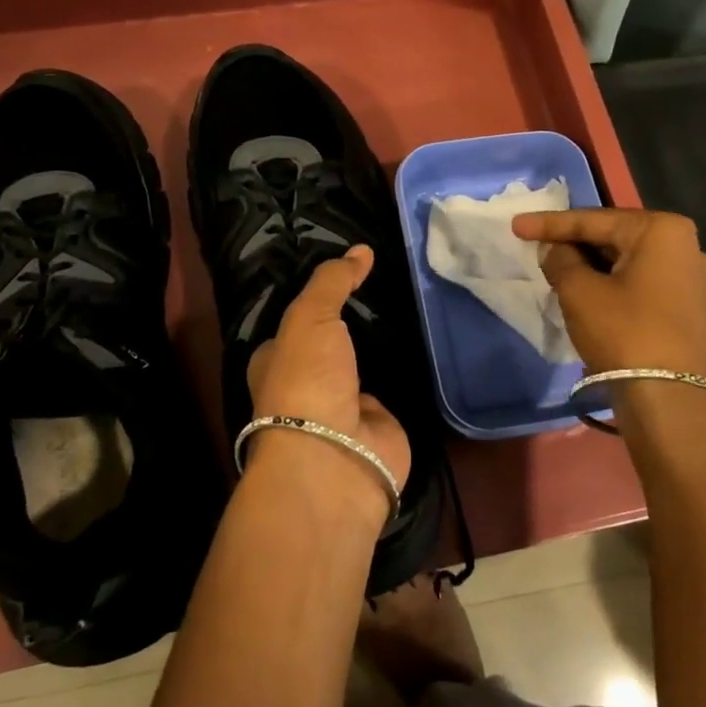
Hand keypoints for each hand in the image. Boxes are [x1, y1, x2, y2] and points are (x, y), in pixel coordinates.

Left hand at [245, 245, 412, 514]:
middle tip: (389, 284)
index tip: (346, 272)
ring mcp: (345, 406)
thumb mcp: (310, 317)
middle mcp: (309, 384)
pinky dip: (409, 369)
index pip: (295, 323)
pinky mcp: (381, 423)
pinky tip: (428, 341)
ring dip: (383, 345)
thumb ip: (332, 281)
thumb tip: (362, 249)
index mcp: (277, 361)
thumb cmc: (306, 381)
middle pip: (332, 344)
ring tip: (412, 304)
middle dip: (353, 322)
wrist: (336, 457)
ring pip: (365, 364)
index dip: (315, 299)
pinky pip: (396, 385)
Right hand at [511, 209, 705, 379]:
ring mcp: (689, 279)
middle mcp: (684, 246)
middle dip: (573, 243)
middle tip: (536, 246)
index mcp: (662, 230)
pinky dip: (609, 283)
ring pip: (625, 261)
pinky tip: (584, 291)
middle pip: (613, 237)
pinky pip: (638, 282)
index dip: (550, 224)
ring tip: (554, 268)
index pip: (594, 220)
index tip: (516, 225)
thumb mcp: (580, 291)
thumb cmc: (624, 332)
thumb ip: (560, 260)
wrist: (669, 400)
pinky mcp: (685, 307)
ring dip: (589, 265)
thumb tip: (553, 250)